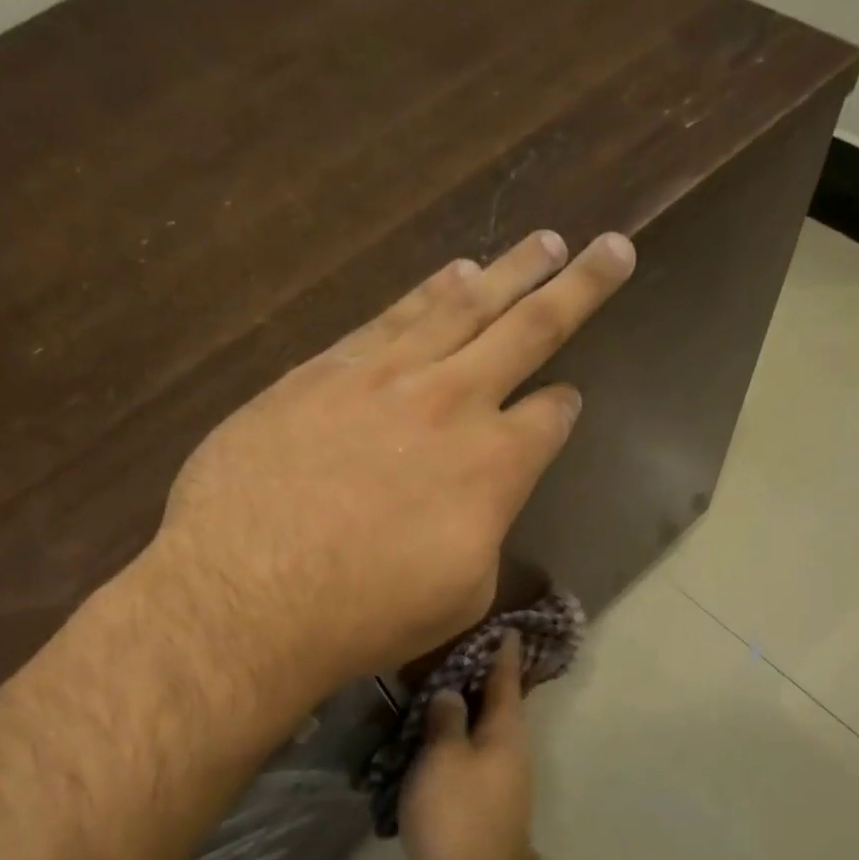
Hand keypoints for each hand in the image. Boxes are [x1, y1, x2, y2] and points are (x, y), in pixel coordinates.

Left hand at [153, 230, 634, 711]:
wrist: (245, 595)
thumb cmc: (363, 614)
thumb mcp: (460, 594)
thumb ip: (484, 529)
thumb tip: (481, 498)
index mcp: (496, 464)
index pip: (551, 417)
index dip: (564, 408)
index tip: (567, 402)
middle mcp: (453, 401)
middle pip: (531, 329)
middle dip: (579, 287)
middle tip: (613, 248)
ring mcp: (385, 376)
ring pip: (462, 306)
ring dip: (509, 272)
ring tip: (542, 244)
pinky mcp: (324, 369)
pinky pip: (392, 315)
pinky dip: (431, 290)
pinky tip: (453, 273)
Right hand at [400, 632, 546, 859]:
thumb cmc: (460, 814)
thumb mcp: (445, 756)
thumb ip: (446, 719)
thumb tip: (451, 694)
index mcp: (505, 732)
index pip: (506, 679)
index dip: (504, 651)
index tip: (505, 626)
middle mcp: (504, 751)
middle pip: (492, 705)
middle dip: (475, 678)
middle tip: (449, 650)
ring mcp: (490, 782)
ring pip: (472, 734)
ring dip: (454, 714)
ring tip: (425, 690)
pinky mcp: (471, 807)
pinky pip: (456, 763)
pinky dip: (440, 748)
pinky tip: (415, 742)